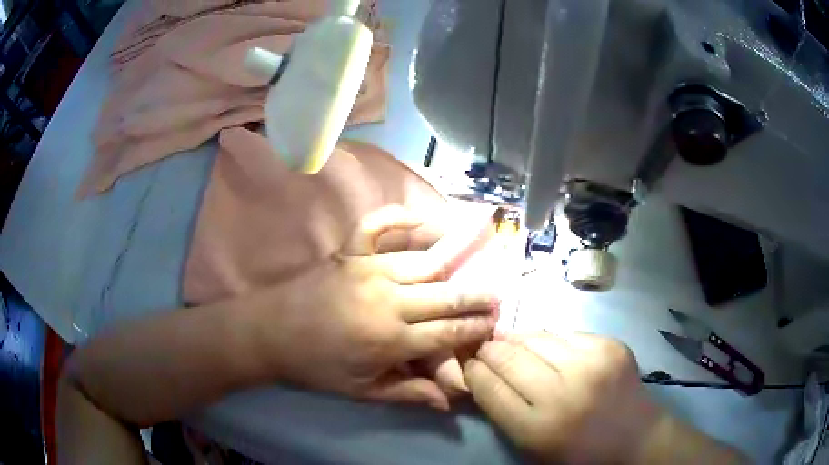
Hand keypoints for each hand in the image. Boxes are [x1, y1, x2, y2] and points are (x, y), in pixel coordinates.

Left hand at [251, 206, 499, 409]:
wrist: (268, 333)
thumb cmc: (315, 367)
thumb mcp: (361, 391)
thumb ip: (407, 393)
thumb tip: (449, 400)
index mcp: (391, 340)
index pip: (448, 333)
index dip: (475, 329)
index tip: (495, 323)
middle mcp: (388, 300)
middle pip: (447, 295)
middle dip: (477, 296)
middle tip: (497, 294)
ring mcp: (368, 269)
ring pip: (425, 261)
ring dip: (456, 258)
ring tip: (478, 252)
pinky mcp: (349, 252)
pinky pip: (378, 225)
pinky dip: (400, 217)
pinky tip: (421, 219)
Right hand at [463, 333, 664, 462]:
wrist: (634, 437)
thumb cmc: (578, 453)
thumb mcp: (532, 447)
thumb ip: (503, 412)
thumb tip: (481, 373)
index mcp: (538, 428)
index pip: (488, 388)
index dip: (472, 371)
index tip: (467, 363)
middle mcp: (563, 392)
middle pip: (508, 358)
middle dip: (489, 350)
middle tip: (484, 349)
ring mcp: (591, 364)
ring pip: (536, 338)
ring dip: (517, 341)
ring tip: (512, 344)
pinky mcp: (610, 345)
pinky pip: (566, 334)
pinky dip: (551, 341)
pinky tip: (551, 350)